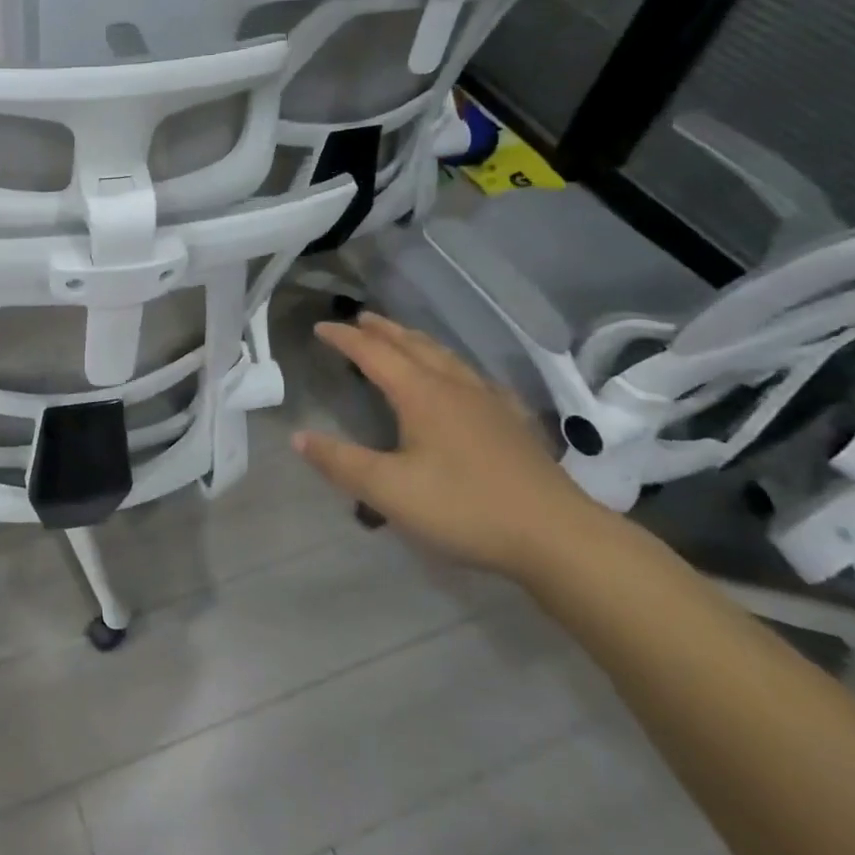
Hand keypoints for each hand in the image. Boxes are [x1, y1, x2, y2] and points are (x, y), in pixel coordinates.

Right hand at [292, 313, 608, 580]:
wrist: (556, 535)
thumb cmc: (464, 508)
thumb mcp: (388, 491)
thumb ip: (341, 462)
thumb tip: (298, 436)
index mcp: (421, 395)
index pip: (374, 354)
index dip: (345, 339)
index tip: (321, 327)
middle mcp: (454, 387)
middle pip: (413, 346)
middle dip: (383, 330)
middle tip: (361, 318)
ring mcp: (490, 402)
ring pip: (447, 358)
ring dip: (417, 342)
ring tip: (403, 338)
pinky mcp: (514, 423)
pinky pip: (477, 379)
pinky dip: (455, 368)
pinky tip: (464, 381)